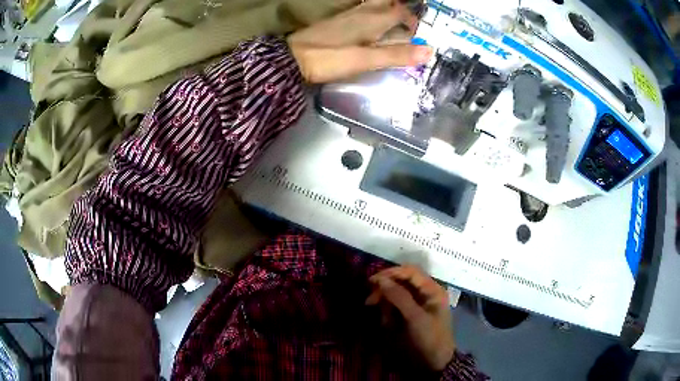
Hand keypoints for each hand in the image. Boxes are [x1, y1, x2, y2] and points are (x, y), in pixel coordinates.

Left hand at [287, 0, 432, 82]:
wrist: (294, 58)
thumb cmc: (331, 58)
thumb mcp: (366, 60)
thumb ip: (397, 55)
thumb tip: (429, 51)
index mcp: (374, 19)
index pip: (401, 12)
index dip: (414, 19)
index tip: (420, 31)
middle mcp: (364, 12)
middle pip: (388, 3)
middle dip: (401, 9)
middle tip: (409, 21)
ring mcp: (350, 15)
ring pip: (375, 5)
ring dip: (389, 9)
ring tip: (397, 22)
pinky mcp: (339, 21)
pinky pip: (364, 11)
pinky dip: (374, 14)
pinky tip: (374, 23)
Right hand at [367, 265, 454, 370]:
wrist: (434, 362)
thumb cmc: (429, 337)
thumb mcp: (415, 317)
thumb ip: (399, 297)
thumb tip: (380, 279)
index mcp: (432, 289)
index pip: (410, 272)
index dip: (391, 273)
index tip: (371, 281)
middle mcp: (425, 293)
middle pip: (402, 282)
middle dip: (385, 290)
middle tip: (369, 301)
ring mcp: (418, 304)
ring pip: (396, 295)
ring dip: (386, 304)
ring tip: (384, 320)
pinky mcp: (410, 315)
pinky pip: (396, 307)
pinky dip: (389, 313)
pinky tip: (388, 324)